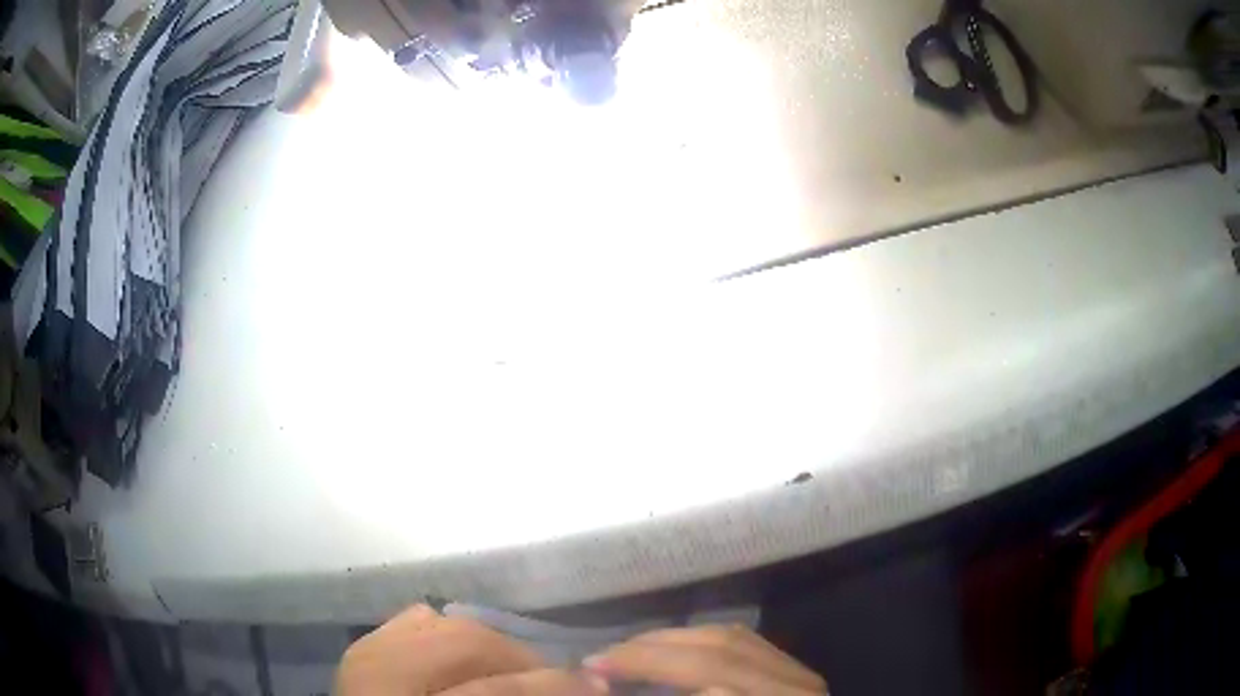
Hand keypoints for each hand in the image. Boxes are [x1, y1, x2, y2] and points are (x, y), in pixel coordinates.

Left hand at [336, 604, 604, 695]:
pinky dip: (449, 632)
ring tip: (513, 672)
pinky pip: (413, 620)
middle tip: (553, 680)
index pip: (495, 688)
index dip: (552, 685)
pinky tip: (466, 657)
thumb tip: (576, 687)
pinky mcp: (362, 647)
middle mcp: (378, 670)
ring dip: (489, 645)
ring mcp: (364, 652)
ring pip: (442, 622)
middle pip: (466, 642)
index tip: (598, 686)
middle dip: (521, 658)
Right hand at [583, 625, 826, 694]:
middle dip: (651, 651)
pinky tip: (670, 646)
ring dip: (671, 639)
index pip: (712, 682)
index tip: (592, 671)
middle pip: (720, 653)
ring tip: (625, 650)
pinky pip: (745, 640)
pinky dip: (699, 638)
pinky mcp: (797, 670)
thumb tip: (670, 690)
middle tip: (597, 658)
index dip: (649, 668)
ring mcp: (801, 676)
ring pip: (731, 638)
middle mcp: (796, 691)